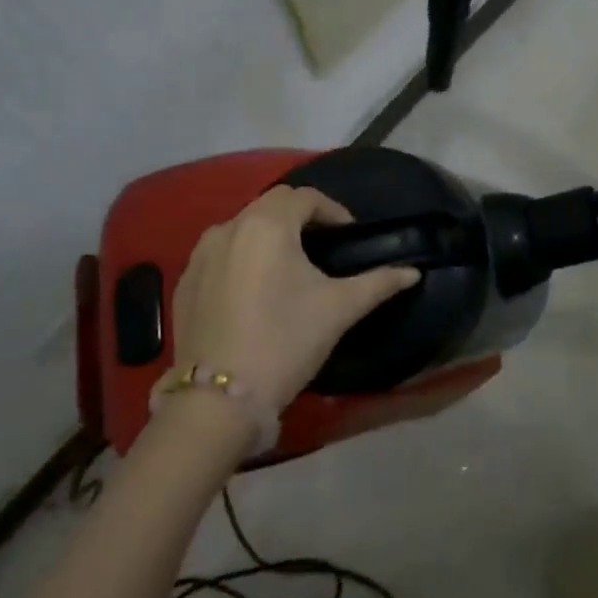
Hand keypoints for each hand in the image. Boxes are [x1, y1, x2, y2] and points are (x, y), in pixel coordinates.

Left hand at [170, 186, 419, 410]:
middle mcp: (229, 227)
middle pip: (272, 204)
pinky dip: (242, 255)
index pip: (306, 197)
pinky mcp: (184, 281)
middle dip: (301, 216)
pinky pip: (220, 252)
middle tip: (324, 244)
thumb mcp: (339, 309)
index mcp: (268, 225)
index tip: (349, 235)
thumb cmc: (285, 342)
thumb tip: (412, 272)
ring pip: (243, 226)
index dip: (333, 210)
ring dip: (270, 233)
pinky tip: (255, 288)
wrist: (218, 400)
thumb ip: (378, 283)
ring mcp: (200, 254)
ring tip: (290, 264)